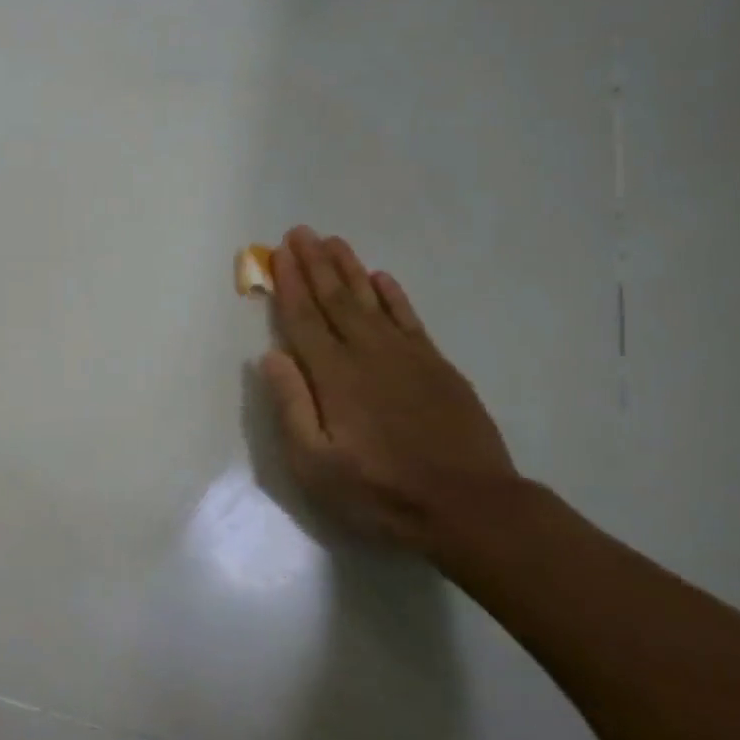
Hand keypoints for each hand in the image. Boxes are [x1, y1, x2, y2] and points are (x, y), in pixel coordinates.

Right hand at [260, 227, 515, 553]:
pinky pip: (409, 318)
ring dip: (349, 269)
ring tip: (334, 241)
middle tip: (300, 232)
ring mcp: (406, 356)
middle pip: (334, 299)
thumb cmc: (380, 491)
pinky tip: (381, 278)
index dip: (289, 283)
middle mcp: (367, 353)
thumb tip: (270, 356)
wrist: (469, 507)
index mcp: (334, 376)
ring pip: (370, 300)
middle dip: (314, 263)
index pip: (303, 319)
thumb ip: (291, 407)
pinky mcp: (437, 366)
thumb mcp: (316, 465)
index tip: (278, 253)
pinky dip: (393, 295)